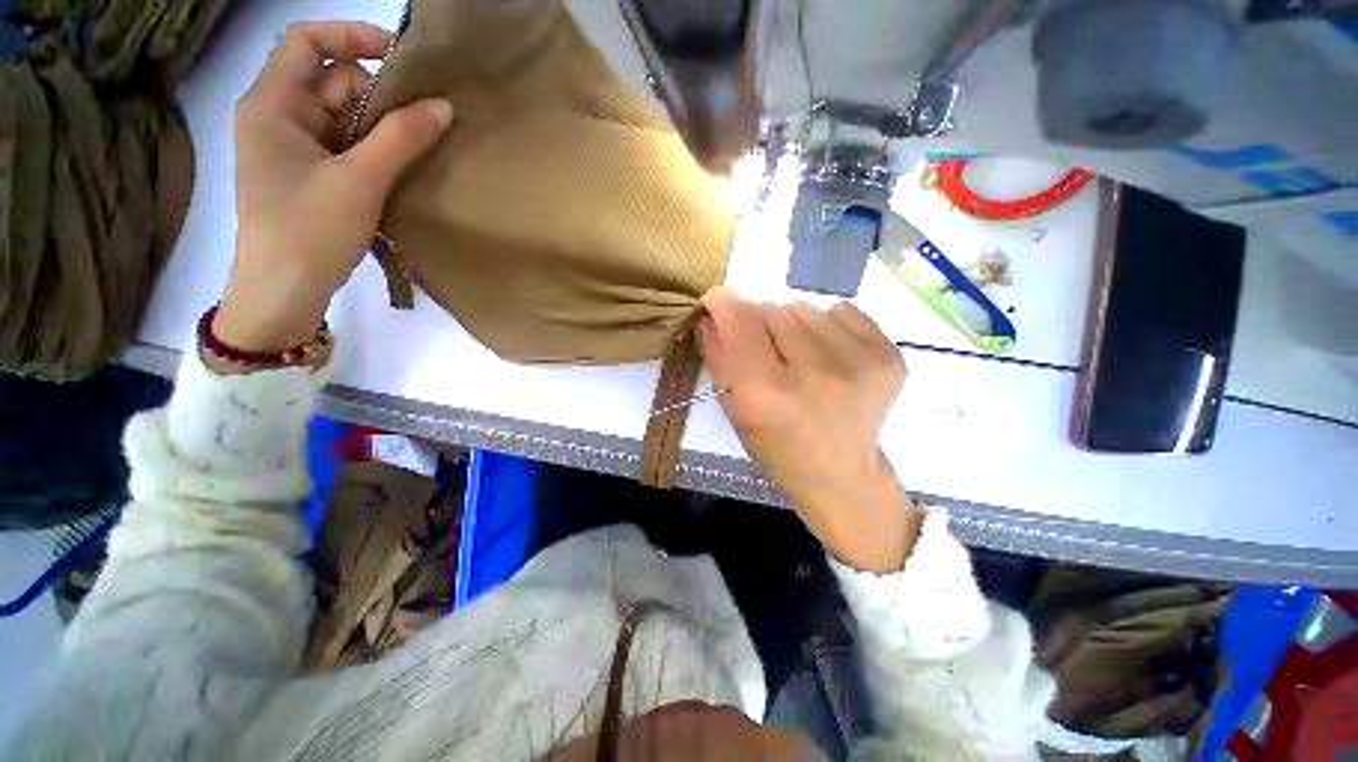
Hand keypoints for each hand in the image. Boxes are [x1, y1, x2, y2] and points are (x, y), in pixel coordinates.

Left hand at [215, 22, 454, 352]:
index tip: (402, 58)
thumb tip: (443, 106)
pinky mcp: (307, 173)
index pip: (308, 42)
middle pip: (333, 82)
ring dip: (379, 131)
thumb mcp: (360, 180)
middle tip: (416, 129)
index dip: (353, 37)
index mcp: (272, 103)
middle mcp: (277, 116)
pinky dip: (372, 152)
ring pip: (343, 117)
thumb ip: (402, 138)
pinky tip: (396, 172)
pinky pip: (344, 146)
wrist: (285, 291)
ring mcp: (291, 147)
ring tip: (411, 157)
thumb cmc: (310, 230)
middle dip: (376, 99)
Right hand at [696, 287, 920, 572]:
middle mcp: (812, 374)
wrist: (839, 472)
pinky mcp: (887, 357)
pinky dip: (827, 326)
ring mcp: (857, 363)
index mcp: (764, 392)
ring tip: (800, 357)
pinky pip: (842, 311)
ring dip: (794, 325)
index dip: (723, 302)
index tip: (719, 305)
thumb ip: (715, 352)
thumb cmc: (774, 444)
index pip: (738, 316)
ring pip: (805, 307)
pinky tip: (829, 356)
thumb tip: (711, 308)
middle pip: (770, 309)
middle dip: (759, 323)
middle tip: (767, 353)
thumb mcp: (731, 405)